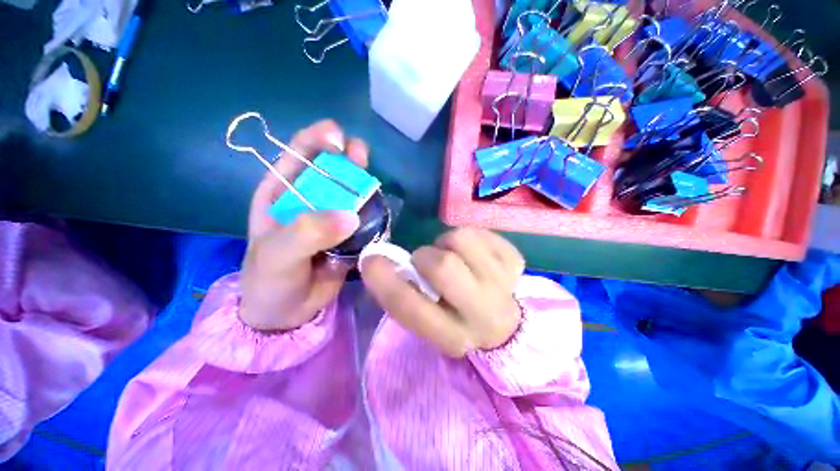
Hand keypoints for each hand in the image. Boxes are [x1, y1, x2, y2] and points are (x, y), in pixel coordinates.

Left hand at [240, 120, 368, 331]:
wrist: (289, 312)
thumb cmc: (270, 280)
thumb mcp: (277, 256)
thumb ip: (307, 233)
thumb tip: (349, 217)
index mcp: (281, 195)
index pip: (297, 157)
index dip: (315, 140)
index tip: (335, 134)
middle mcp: (310, 200)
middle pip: (331, 171)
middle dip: (346, 158)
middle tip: (360, 153)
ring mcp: (333, 217)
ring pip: (352, 193)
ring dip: (363, 184)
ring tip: (372, 178)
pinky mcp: (351, 233)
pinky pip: (365, 217)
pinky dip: (373, 211)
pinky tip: (379, 208)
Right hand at [360, 228, 524, 356]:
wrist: (501, 320)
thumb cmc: (454, 316)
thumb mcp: (426, 317)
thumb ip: (403, 293)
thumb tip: (378, 259)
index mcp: (450, 336)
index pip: (409, 307)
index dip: (383, 280)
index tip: (372, 260)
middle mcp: (480, 315)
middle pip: (443, 266)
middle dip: (426, 256)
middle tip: (428, 261)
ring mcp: (503, 285)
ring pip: (461, 239)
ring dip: (447, 243)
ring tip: (453, 256)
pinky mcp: (515, 262)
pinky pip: (480, 231)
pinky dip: (468, 237)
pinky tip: (473, 254)